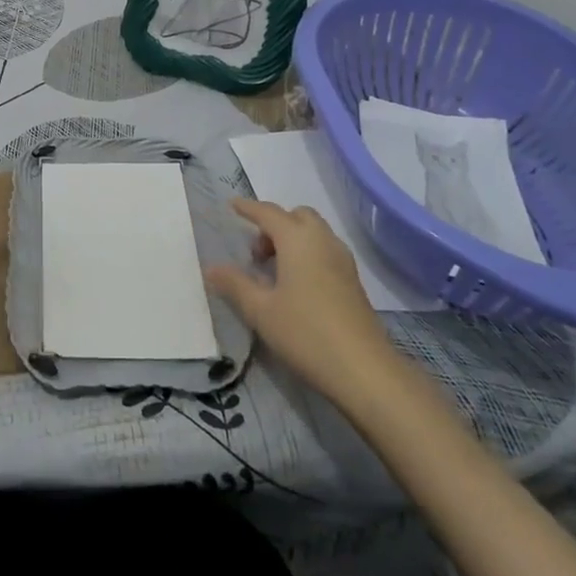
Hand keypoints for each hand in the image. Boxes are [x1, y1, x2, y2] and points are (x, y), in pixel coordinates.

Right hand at [205, 199, 398, 401]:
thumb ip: (235, 284)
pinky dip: (307, 253)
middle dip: (274, 224)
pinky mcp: (353, 280)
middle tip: (257, 253)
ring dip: (292, 238)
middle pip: (296, 216)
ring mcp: (342, 260)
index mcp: (297, 239)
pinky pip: (325, 250)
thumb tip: (211, 268)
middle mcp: (322, 240)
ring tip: (274, 270)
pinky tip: (297, 285)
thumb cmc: (306, 333)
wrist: (364, 370)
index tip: (232, 205)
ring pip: (314, 232)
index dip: (248, 208)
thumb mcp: (260, 311)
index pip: (268, 212)